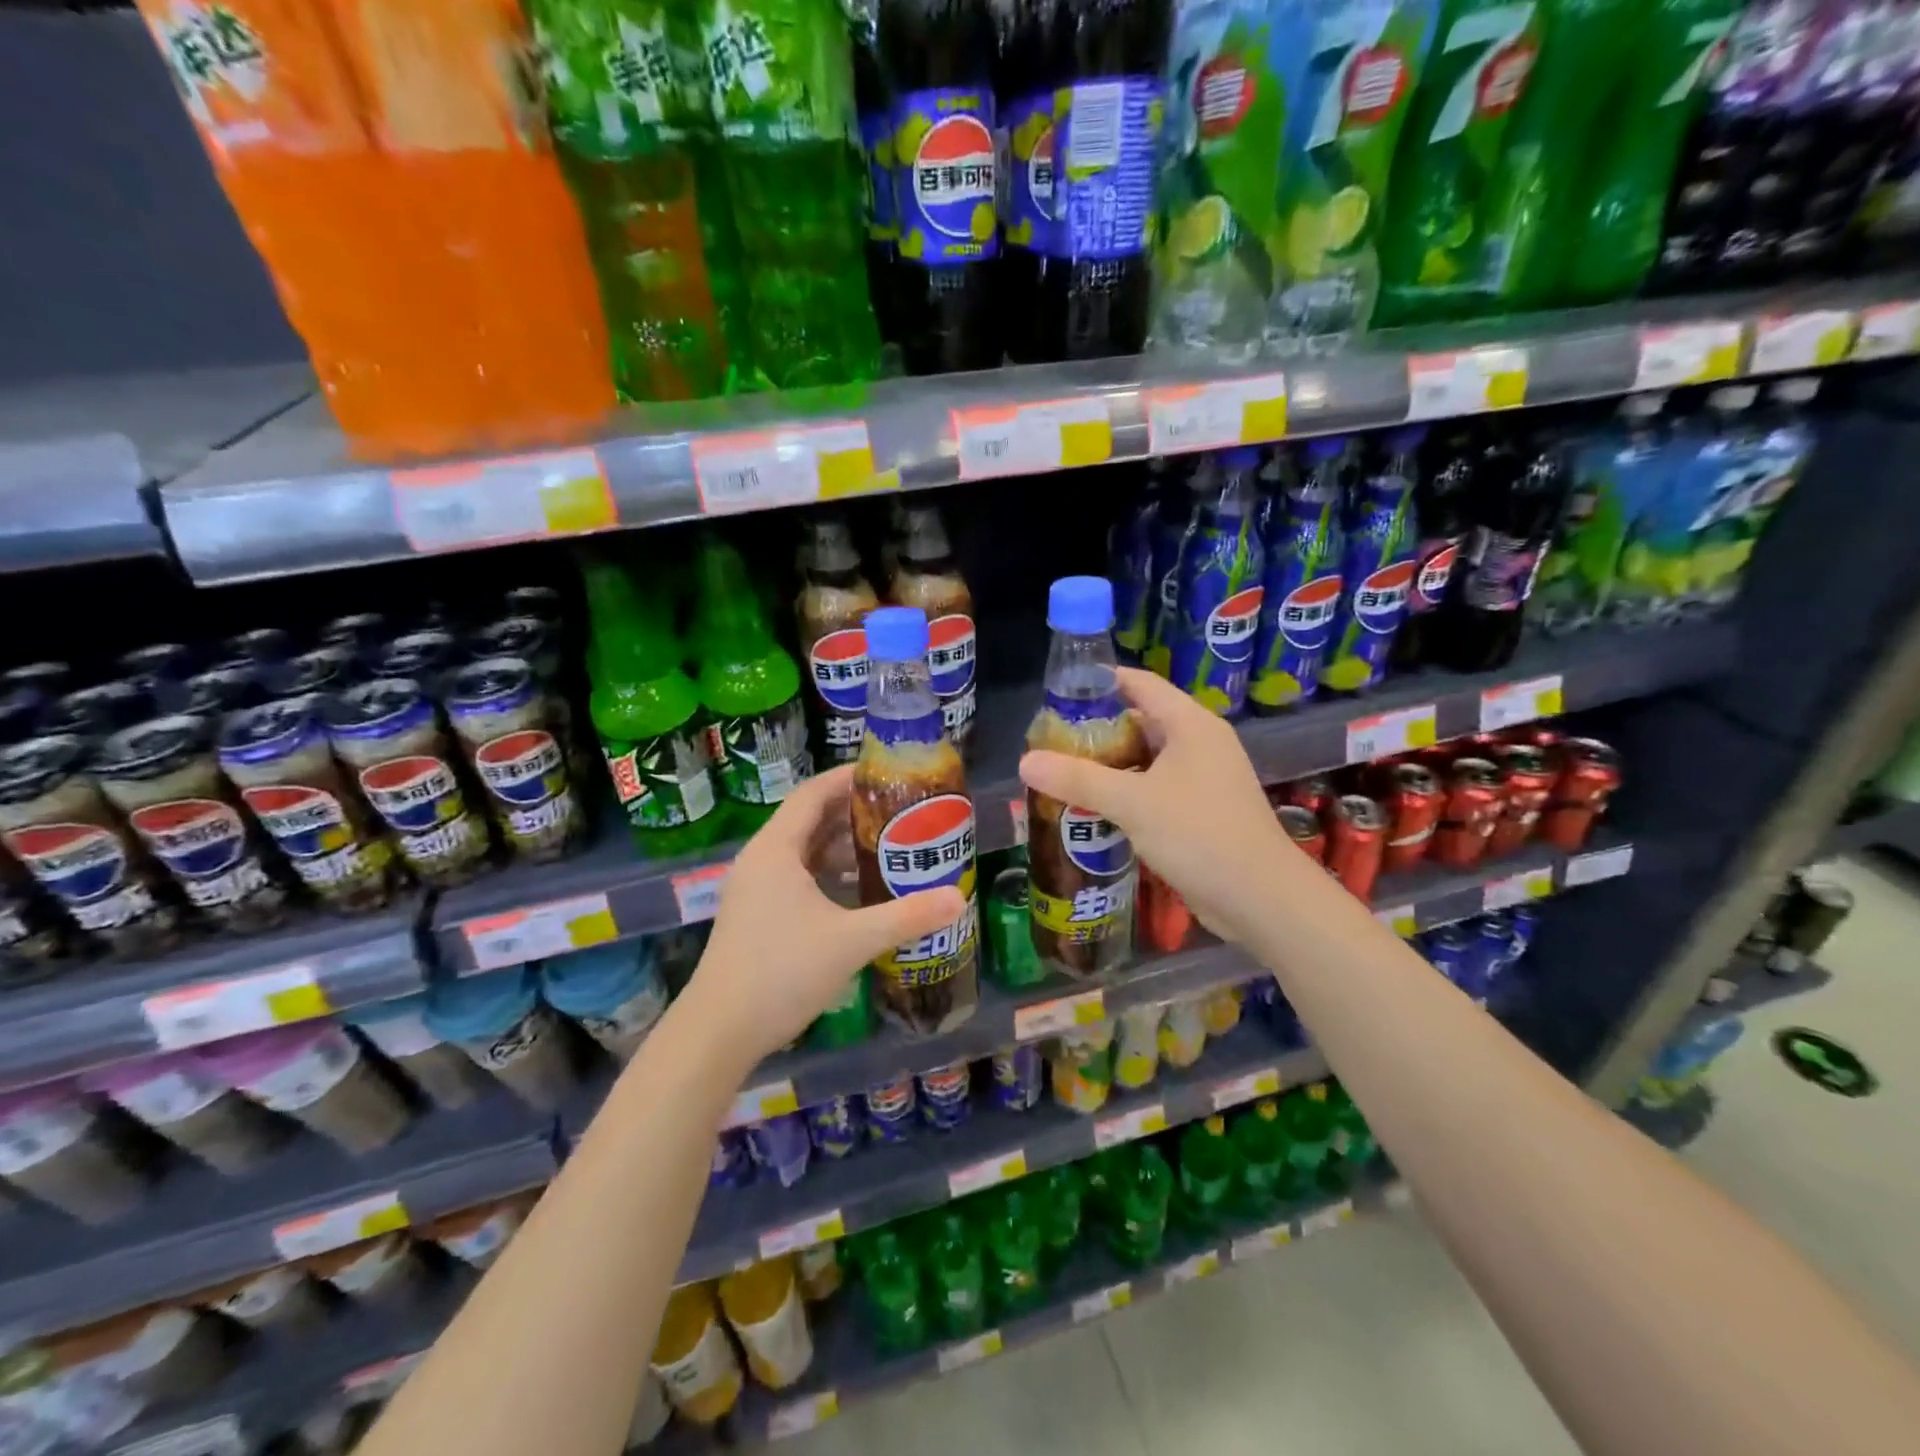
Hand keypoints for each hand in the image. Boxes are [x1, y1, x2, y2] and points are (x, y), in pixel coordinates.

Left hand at [678, 766, 964, 1068]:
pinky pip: (798, 877)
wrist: (719, 1032)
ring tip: (887, 845)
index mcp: (776, 849)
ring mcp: (755, 889)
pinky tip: (858, 889)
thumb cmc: (781, 972)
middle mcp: (761, 860)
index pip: (813, 793)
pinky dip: (828, 874)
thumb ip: (906, 917)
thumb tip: (957, 898)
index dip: (848, 778)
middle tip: (899, 811)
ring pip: (804, 851)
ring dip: (842, 845)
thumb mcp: (851, 940)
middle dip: (852, 812)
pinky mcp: (757, 915)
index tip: (887, 774)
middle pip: (810, 819)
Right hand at [1020, 668, 1298, 944]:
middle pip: (1140, 721)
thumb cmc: (1201, 835)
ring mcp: (1203, 779)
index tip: (1057, 693)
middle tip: (1051, 741)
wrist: (1262, 899)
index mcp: (1190, 724)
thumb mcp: (1133, 803)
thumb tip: (1026, 761)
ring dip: (1109, 765)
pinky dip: (1126, 792)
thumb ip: (1079, 779)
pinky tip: (1094, 809)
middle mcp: (1199, 743)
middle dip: (1096, 730)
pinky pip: (1155, 789)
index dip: (1099, 682)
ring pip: (1146, 759)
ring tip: (1063, 772)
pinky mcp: (1201, 811)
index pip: (1139, 683)